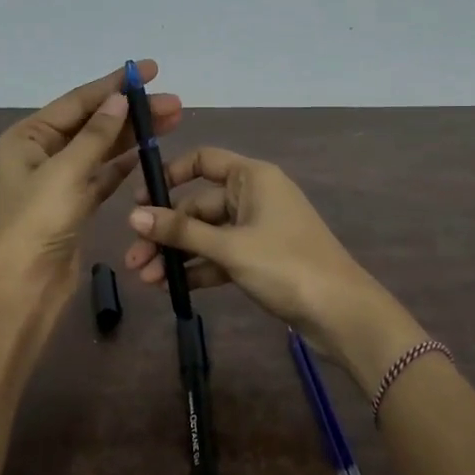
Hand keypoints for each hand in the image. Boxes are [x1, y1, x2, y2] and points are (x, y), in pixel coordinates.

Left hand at [0, 61, 180, 307]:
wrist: (23, 287)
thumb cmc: (37, 223)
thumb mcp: (66, 172)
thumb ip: (96, 134)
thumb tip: (119, 99)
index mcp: (27, 137)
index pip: (77, 101)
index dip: (114, 84)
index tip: (149, 70)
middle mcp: (41, 153)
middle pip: (93, 123)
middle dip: (132, 111)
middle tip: (174, 103)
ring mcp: (59, 180)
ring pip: (102, 149)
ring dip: (133, 135)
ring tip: (172, 120)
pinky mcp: (75, 205)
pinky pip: (103, 175)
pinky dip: (124, 164)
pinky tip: (149, 152)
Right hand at [121, 146, 424, 391]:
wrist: (341, 312)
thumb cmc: (286, 265)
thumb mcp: (229, 247)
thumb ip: (181, 231)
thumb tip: (133, 215)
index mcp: (252, 177)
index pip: (203, 161)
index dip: (169, 176)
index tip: (139, 200)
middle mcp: (254, 196)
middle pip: (199, 205)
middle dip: (165, 231)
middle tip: (132, 259)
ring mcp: (258, 229)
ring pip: (207, 235)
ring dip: (177, 254)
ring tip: (144, 279)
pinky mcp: (260, 259)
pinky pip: (220, 256)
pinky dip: (198, 268)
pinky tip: (170, 287)